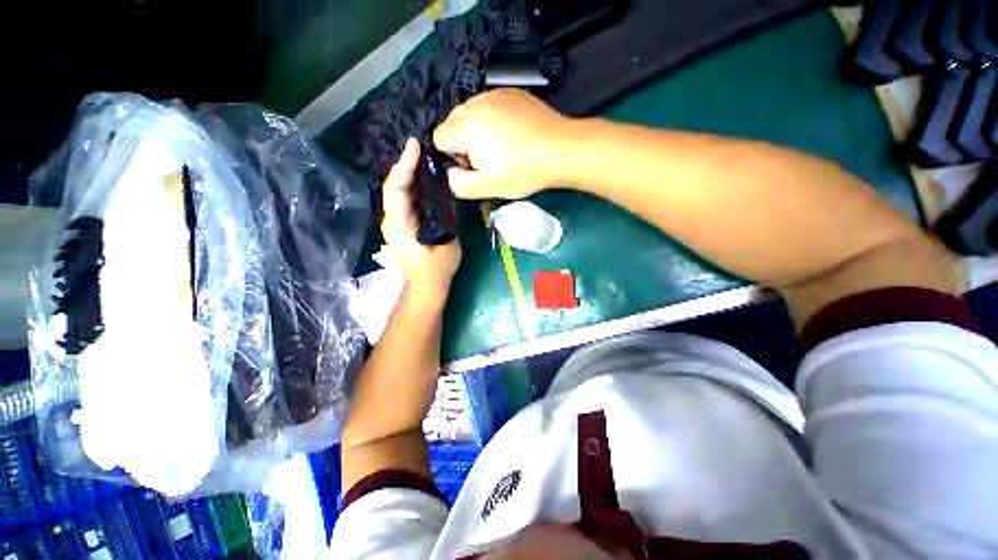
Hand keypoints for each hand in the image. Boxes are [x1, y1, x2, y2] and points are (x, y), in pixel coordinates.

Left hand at [381, 139, 461, 301]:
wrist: (425, 285)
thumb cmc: (436, 270)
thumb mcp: (448, 244)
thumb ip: (446, 218)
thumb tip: (447, 193)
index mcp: (400, 226)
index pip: (397, 190)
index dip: (404, 166)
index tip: (414, 145)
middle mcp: (391, 219)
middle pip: (394, 185)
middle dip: (406, 163)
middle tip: (423, 145)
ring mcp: (394, 220)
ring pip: (398, 189)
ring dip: (409, 171)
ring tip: (424, 155)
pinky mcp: (401, 221)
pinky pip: (404, 197)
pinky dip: (412, 183)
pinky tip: (424, 175)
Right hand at [434, 89, 574, 199]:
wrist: (560, 150)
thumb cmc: (521, 171)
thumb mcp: (487, 187)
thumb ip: (459, 183)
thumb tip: (451, 172)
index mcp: (465, 125)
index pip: (439, 138)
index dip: (452, 157)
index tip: (474, 168)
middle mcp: (475, 103)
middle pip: (453, 123)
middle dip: (463, 143)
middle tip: (488, 160)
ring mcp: (495, 94)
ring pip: (472, 114)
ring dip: (478, 131)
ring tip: (503, 148)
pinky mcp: (513, 93)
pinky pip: (491, 107)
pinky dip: (494, 121)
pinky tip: (513, 135)